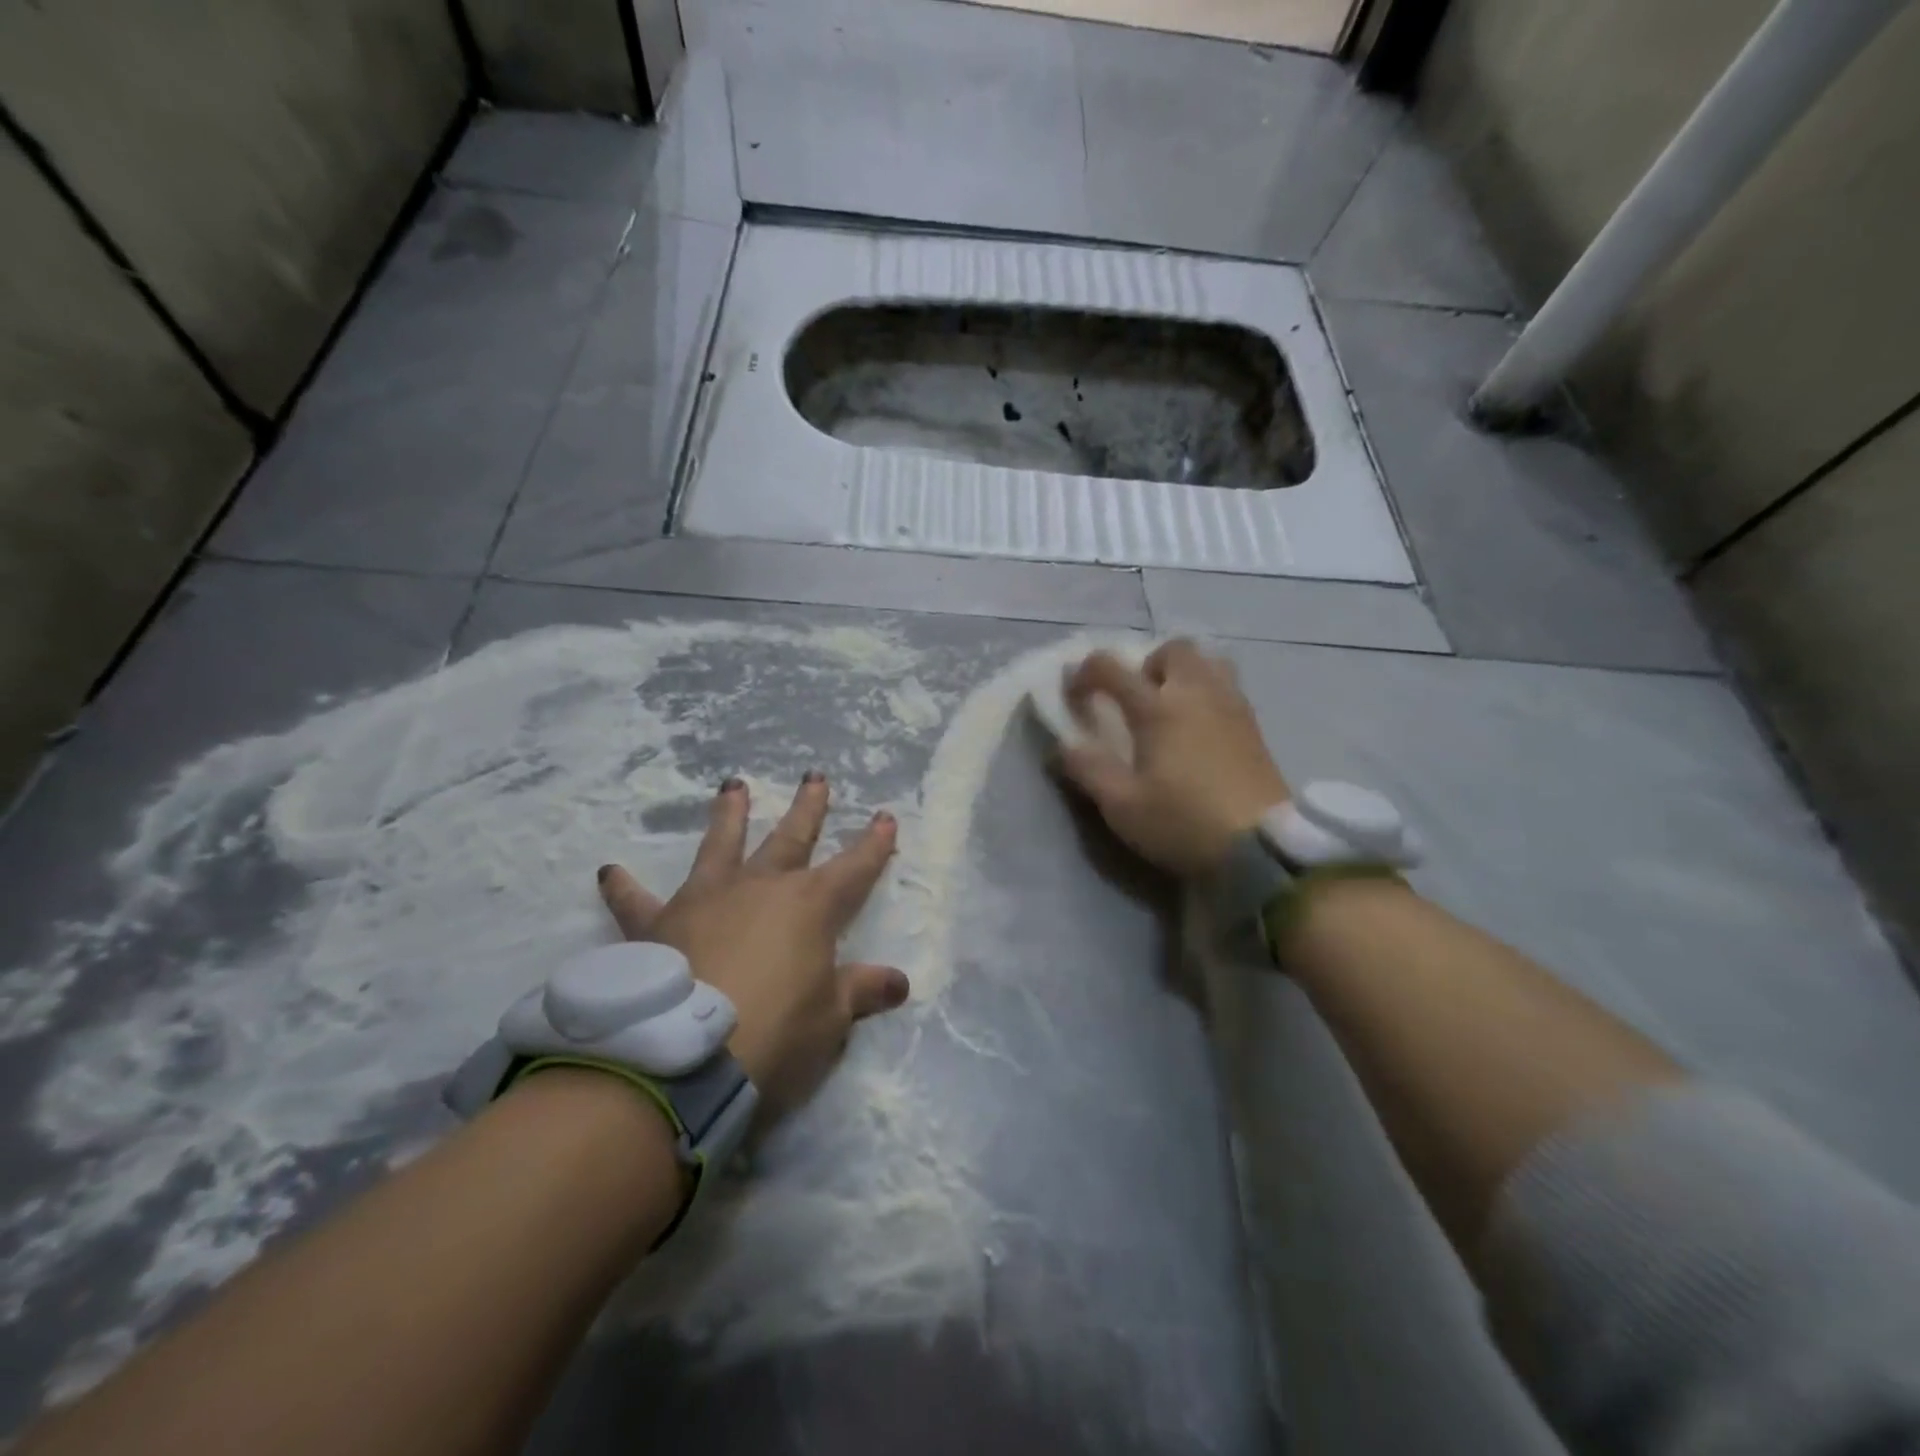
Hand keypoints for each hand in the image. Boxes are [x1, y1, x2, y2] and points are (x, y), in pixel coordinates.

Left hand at [595, 772, 907, 1119]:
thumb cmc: (774, 1033)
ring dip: (729, 816)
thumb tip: (899, 983)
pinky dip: (624, 888)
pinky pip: (637, 902)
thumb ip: (861, 991)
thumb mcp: (830, 1019)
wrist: (684, 1056)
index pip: (855, 867)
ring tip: (732, 785)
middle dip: (808, 809)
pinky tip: (609, 872)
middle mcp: (760, 887)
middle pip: (791, 838)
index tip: (886, 818)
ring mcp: (707, 899)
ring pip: (721, 846)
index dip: (874, 844)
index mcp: (811, 906)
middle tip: (815, 777)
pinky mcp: (658, 925)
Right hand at [1056, 640, 1290, 877]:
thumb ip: (1088, 769)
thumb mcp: (1121, 805)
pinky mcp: (1254, 727)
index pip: (1111, 668)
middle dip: (1146, 663)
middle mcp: (1197, 694)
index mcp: (1158, 708)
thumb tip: (1064, 744)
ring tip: (1171, 707)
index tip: (1073, 695)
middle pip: (1173, 649)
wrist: (1261, 848)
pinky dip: (1208, 692)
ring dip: (1184, 673)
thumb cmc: (1182, 823)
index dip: (1083, 673)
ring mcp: (1232, 707)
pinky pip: (1228, 687)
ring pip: (1209, 662)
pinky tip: (1200, 729)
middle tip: (1135, 699)